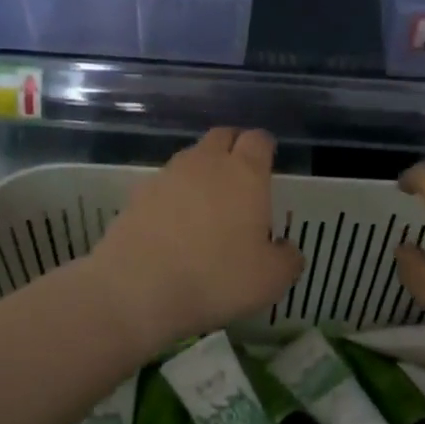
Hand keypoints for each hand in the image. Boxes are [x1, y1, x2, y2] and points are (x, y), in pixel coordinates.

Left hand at [87, 128, 303, 349]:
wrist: (137, 287)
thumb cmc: (216, 277)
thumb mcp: (270, 280)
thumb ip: (287, 259)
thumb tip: (286, 249)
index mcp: (245, 173)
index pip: (258, 139)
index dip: (265, 148)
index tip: (268, 163)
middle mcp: (206, 163)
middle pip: (222, 136)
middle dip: (233, 148)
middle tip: (240, 176)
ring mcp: (167, 175)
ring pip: (191, 158)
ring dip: (202, 171)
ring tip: (207, 203)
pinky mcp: (137, 194)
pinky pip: (164, 184)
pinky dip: (173, 195)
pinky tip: (174, 223)